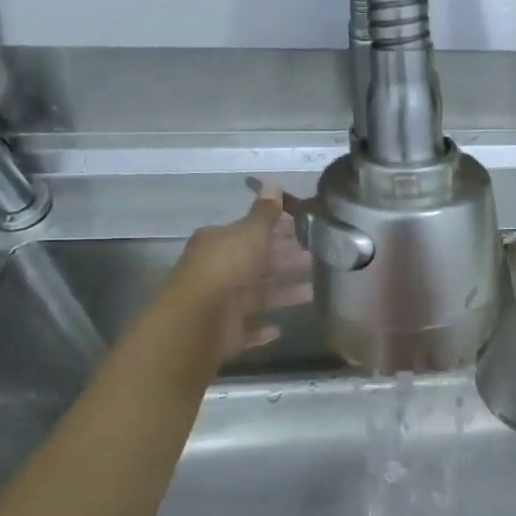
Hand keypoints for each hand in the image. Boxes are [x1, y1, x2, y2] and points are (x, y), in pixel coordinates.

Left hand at [173, 184, 313, 358]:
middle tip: (317, 260)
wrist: (199, 318)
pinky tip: (280, 328)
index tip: (305, 232)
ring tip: (314, 293)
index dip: (277, 231)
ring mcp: (219, 304)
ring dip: (283, 294)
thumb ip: (265, 213)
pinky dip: (262, 328)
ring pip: (256, 296)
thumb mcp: (251, 232)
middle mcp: (216, 270)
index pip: (250, 233)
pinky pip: (247, 328)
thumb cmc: (227, 266)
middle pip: (255, 264)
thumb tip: (273, 182)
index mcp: (218, 243)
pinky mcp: (224, 332)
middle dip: (285, 262)